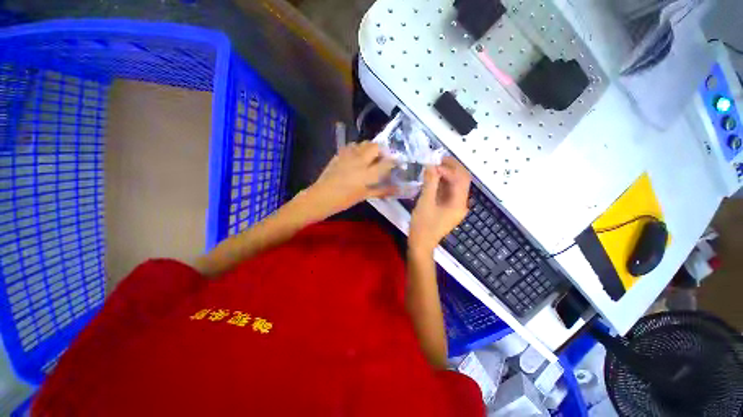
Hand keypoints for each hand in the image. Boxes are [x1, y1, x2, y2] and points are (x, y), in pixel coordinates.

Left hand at [305, 141, 395, 218]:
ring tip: (371, 157)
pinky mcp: (339, 154)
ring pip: (364, 143)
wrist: (321, 196)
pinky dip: (358, 148)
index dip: (394, 161)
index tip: (398, 162)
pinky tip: (357, 156)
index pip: (386, 162)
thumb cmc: (344, 200)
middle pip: (375, 146)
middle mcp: (359, 160)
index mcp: (367, 174)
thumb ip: (381, 190)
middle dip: (382, 150)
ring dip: (370, 148)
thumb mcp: (364, 196)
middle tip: (383, 159)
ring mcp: (348, 155)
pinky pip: (352, 145)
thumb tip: (397, 190)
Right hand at [409, 157, 470, 253]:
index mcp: (459, 203)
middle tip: (437, 159)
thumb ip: (430, 183)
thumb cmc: (422, 225)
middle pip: (462, 179)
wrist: (421, 244)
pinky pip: (449, 191)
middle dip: (452, 168)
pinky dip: (443, 183)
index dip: (448, 168)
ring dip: (447, 174)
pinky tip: (434, 178)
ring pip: (456, 185)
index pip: (460, 179)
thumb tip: (431, 165)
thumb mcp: (425, 203)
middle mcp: (462, 203)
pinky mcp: (449, 208)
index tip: (433, 164)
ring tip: (434, 166)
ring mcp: (456, 206)